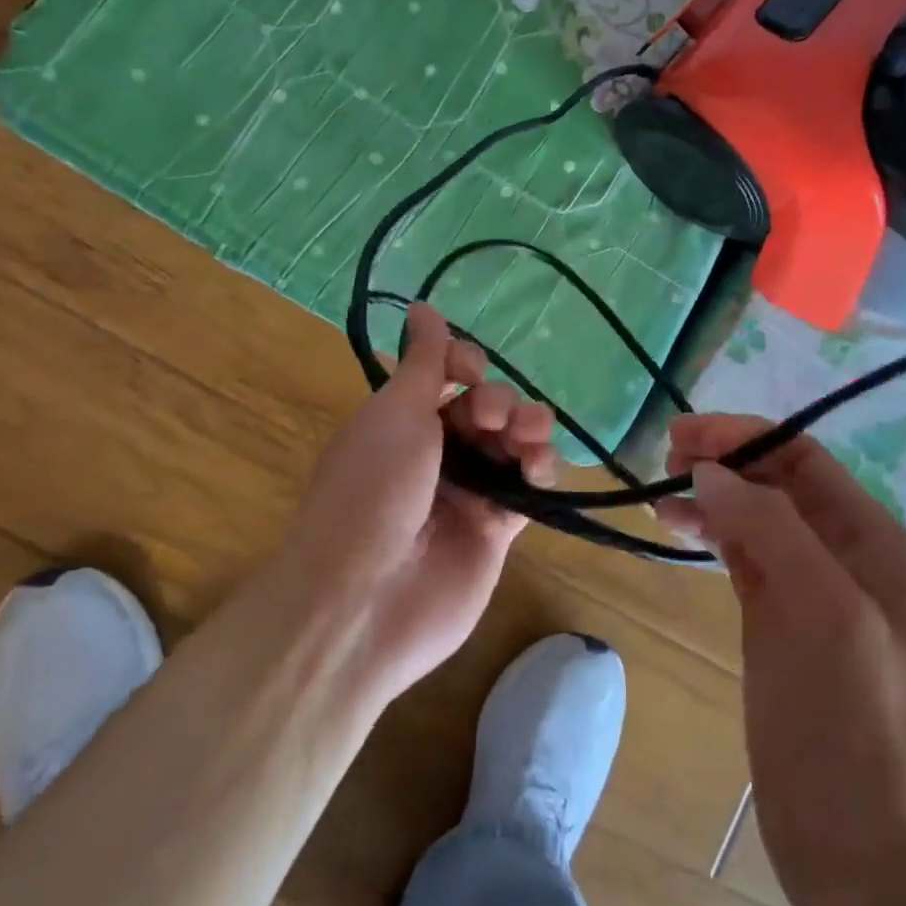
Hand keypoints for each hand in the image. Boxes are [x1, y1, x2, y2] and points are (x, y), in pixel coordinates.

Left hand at [281, 304, 551, 702]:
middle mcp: (434, 453)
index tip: (470, 372)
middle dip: (498, 401)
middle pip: (486, 408)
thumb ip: (424, 360)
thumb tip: (423, 305)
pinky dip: (540, 470)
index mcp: (401, 421)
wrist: (366, 601)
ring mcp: (467, 492)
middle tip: (491, 417)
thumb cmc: (373, 488)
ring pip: (512, 443)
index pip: (447, 377)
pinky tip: (540, 466)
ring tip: (530, 435)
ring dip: (528, 427)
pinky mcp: (496, 530)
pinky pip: (527, 488)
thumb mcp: (395, 411)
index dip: (466, 365)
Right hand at [657, 415, 905, 905]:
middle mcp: (843, 554)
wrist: (861, 848)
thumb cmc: (850, 720)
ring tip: (660, 497)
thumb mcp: (822, 610)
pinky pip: (742, 556)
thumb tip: (710, 472)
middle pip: (776, 482)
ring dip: (711, 496)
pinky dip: (711, 534)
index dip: (744, 436)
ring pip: (754, 517)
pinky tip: (678, 530)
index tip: (682, 435)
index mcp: (871, 540)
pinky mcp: (779, 622)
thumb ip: (769, 526)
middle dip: (724, 461)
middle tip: (664, 460)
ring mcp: (810, 590)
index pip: (802, 458)